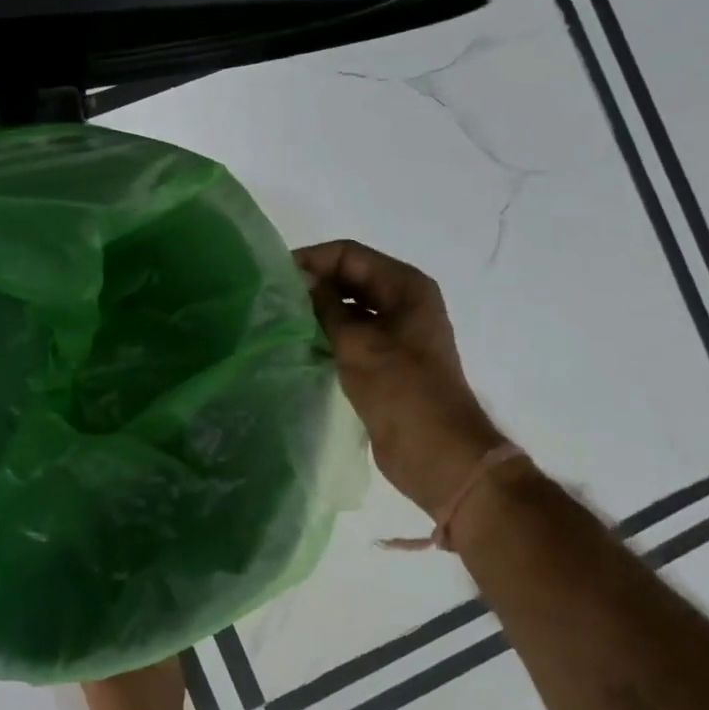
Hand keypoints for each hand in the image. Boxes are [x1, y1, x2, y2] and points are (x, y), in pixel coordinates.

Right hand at [295, 240, 500, 515]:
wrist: (437, 454)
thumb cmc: (402, 392)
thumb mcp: (359, 344)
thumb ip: (328, 307)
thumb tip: (301, 279)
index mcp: (406, 287)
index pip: (350, 255)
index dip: (312, 259)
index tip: (273, 275)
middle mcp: (403, 302)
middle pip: (350, 278)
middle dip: (313, 283)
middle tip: (270, 298)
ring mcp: (396, 333)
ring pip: (349, 308)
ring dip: (317, 310)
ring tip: (277, 319)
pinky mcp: (385, 361)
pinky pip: (350, 336)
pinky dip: (326, 334)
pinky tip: (297, 343)